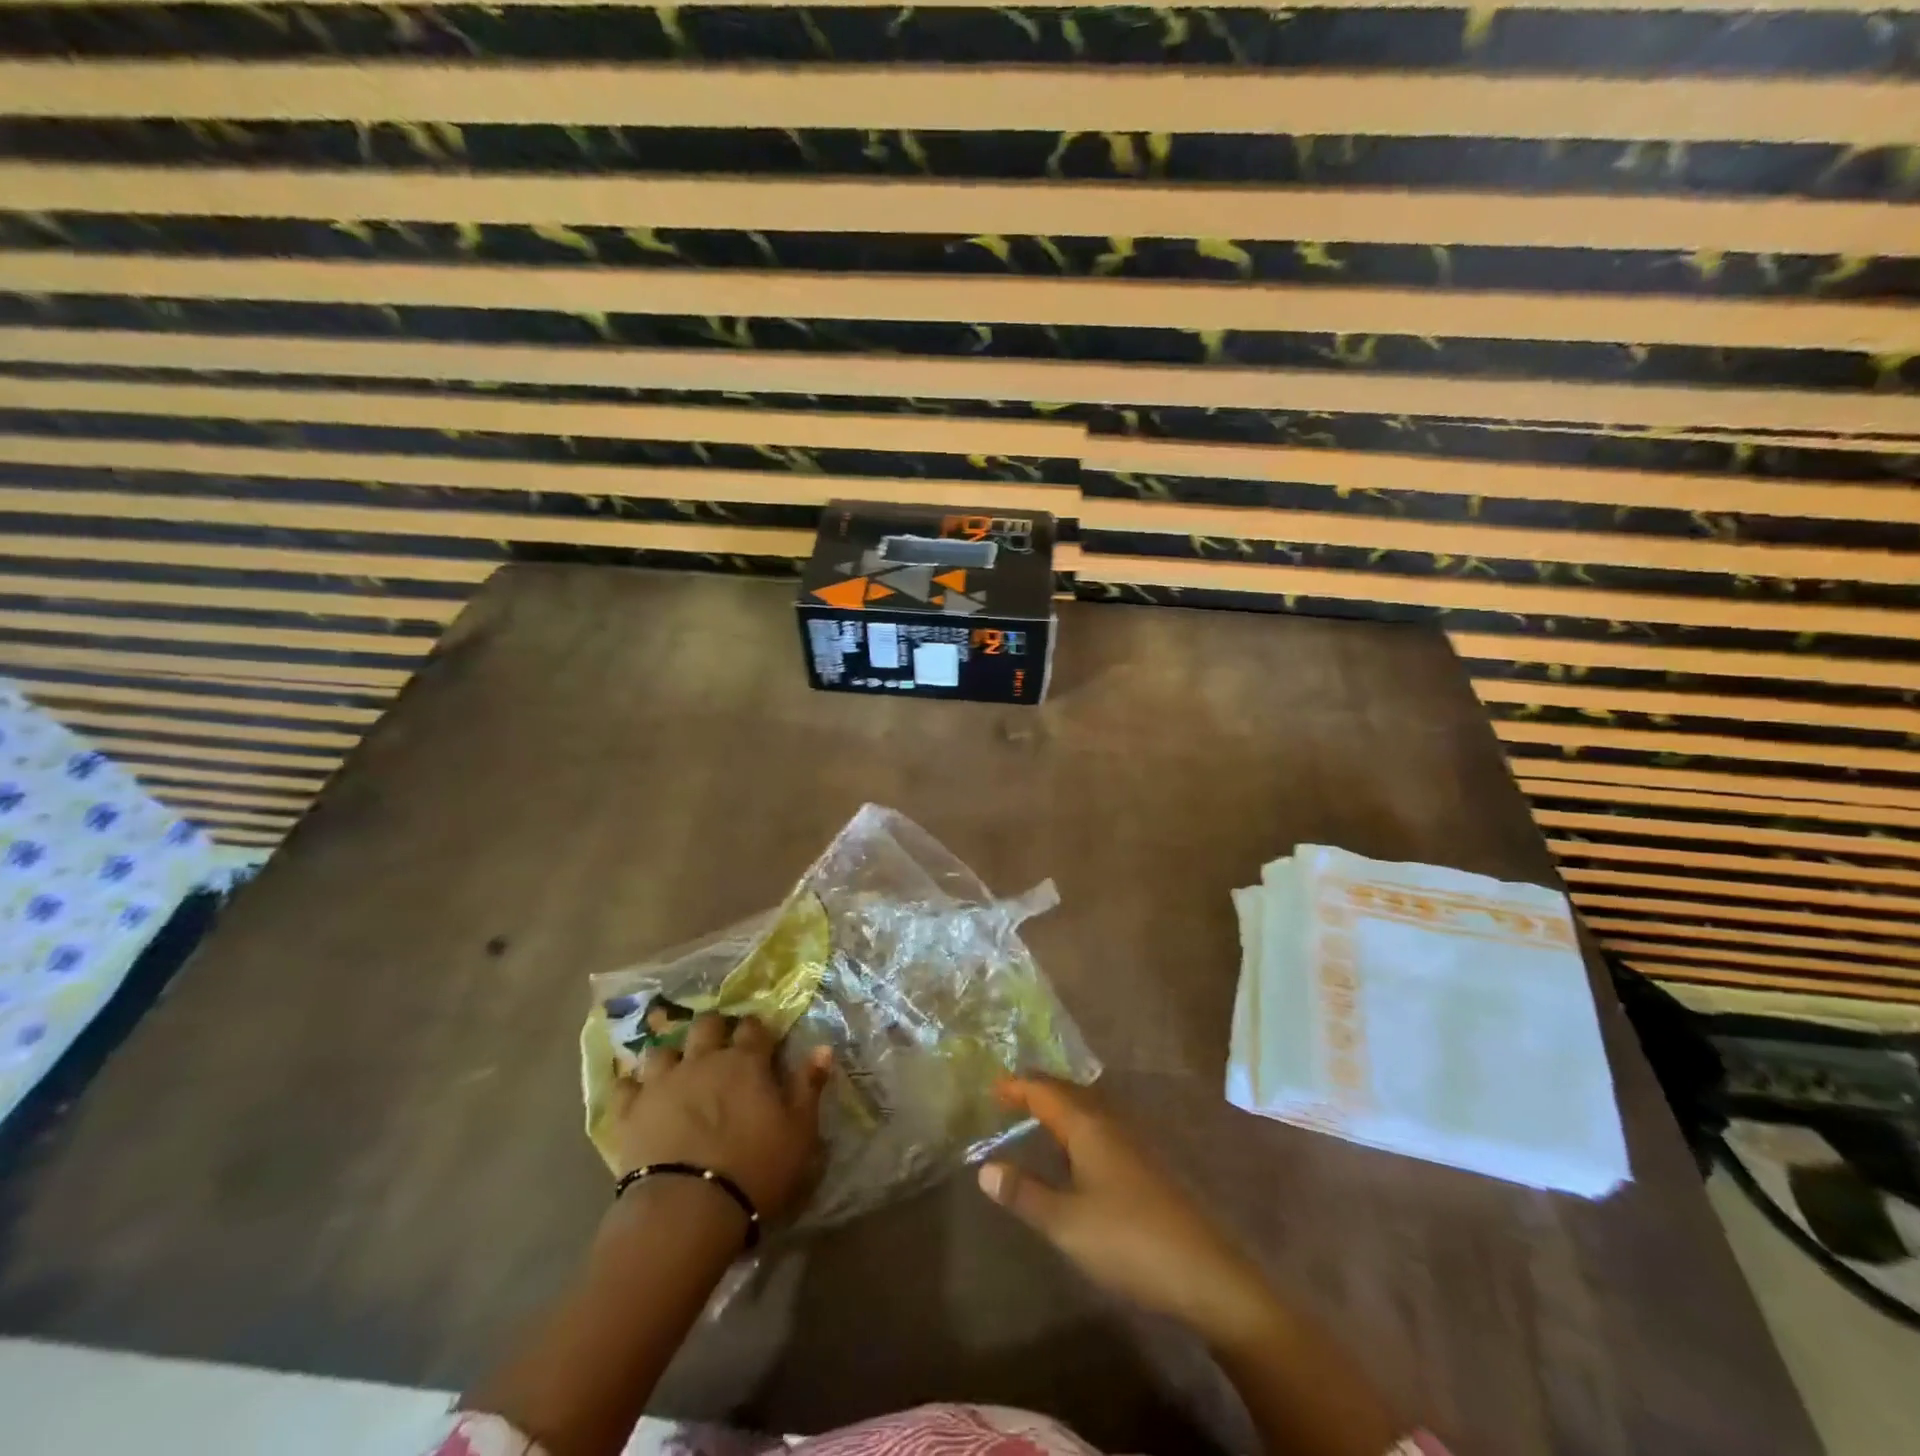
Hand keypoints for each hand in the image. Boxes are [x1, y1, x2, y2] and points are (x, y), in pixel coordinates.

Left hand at [604, 1013, 831, 1223]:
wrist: (687, 1209)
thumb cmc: (754, 1170)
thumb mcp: (799, 1132)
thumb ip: (809, 1086)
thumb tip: (823, 1048)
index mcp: (746, 1062)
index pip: (753, 1028)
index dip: (757, 1030)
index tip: (760, 1040)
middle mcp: (703, 1060)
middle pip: (706, 1025)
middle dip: (714, 1029)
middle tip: (718, 1048)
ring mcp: (663, 1082)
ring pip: (663, 1050)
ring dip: (672, 1057)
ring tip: (676, 1072)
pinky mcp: (630, 1111)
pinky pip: (624, 1087)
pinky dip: (631, 1088)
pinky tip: (636, 1096)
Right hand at [978, 1077, 1277, 1345]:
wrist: (1203, 1273)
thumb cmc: (1128, 1240)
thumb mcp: (1066, 1223)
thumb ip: (1024, 1194)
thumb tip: (984, 1169)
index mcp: (1088, 1126)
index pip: (1045, 1092)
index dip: (1017, 1086)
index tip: (991, 1085)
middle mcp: (1110, 1123)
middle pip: (1068, 1093)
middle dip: (1038, 1090)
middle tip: (1008, 1094)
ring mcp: (1132, 1143)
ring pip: (1087, 1110)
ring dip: (1059, 1107)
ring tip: (1034, 1116)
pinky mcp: (1145, 1166)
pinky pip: (1100, 1128)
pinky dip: (1077, 1127)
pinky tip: (1074, 1152)